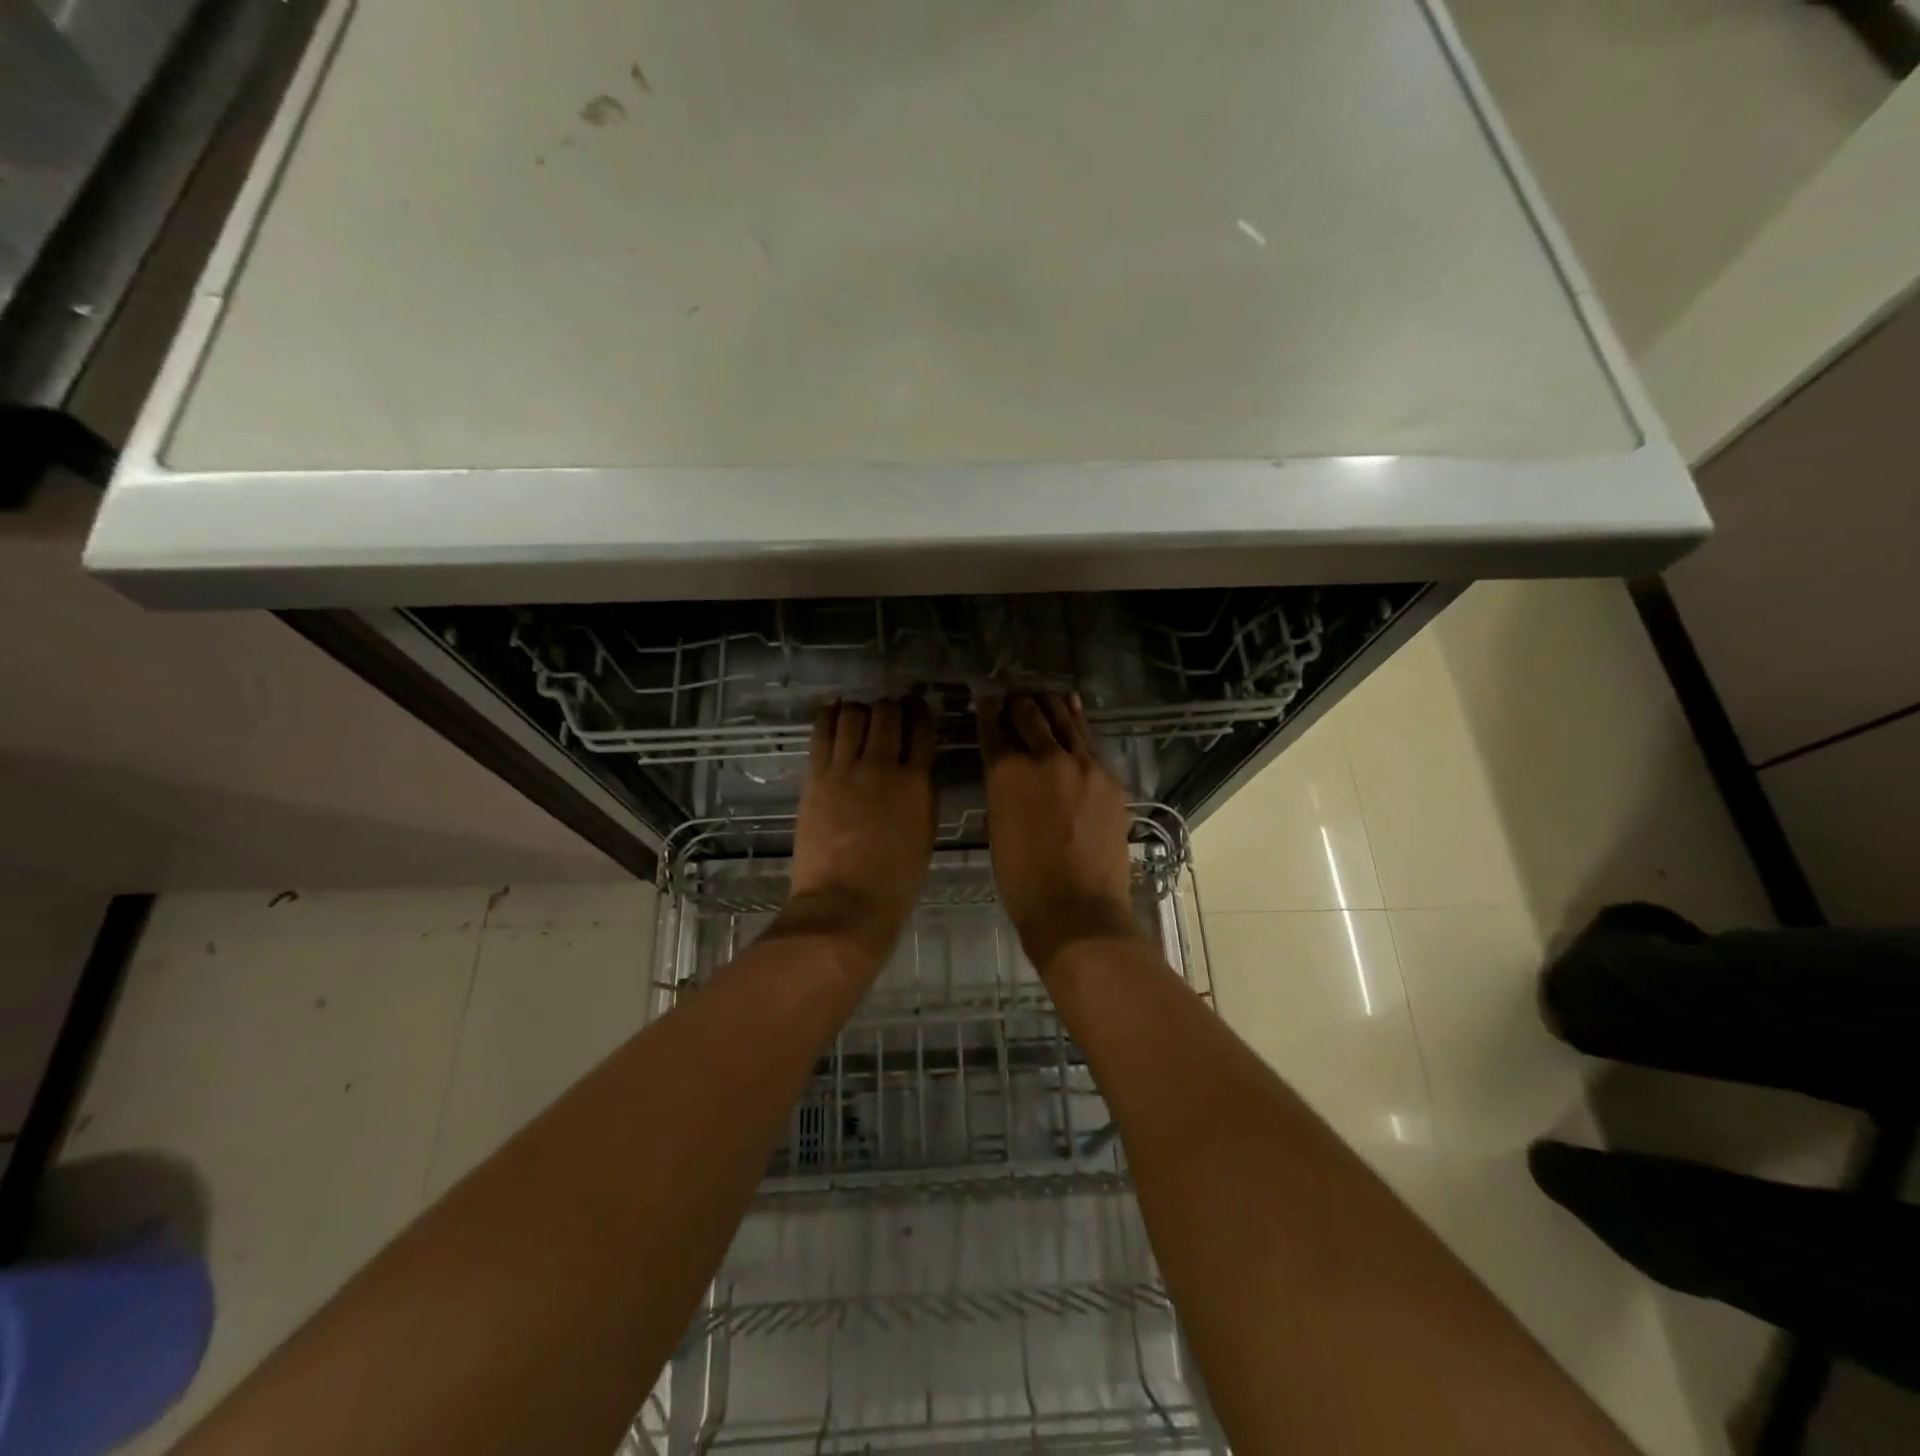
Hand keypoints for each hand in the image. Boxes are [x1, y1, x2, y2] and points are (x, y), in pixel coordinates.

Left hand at [770, 698, 937, 975]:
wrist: (844, 903)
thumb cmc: (895, 881)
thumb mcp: (925, 835)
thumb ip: (923, 797)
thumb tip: (917, 772)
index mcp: (916, 783)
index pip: (922, 732)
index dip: (922, 714)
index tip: (920, 709)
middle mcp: (881, 766)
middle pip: (887, 715)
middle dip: (892, 707)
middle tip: (890, 712)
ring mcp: (845, 770)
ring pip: (853, 717)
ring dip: (861, 709)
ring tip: (861, 714)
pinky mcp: (816, 778)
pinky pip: (822, 734)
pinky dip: (829, 715)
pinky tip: (832, 708)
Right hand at [978, 692, 1143, 976]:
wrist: (1078, 910)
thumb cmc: (1023, 881)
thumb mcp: (998, 829)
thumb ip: (1002, 790)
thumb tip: (1008, 770)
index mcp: (1007, 772)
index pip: (994, 728)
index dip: (988, 711)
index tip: (986, 701)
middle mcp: (1044, 757)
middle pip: (1030, 716)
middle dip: (1019, 703)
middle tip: (1014, 695)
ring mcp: (1082, 764)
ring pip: (1064, 721)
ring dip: (1051, 705)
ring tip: (1044, 694)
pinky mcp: (1108, 778)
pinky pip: (1088, 741)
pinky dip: (1076, 723)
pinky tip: (1072, 711)